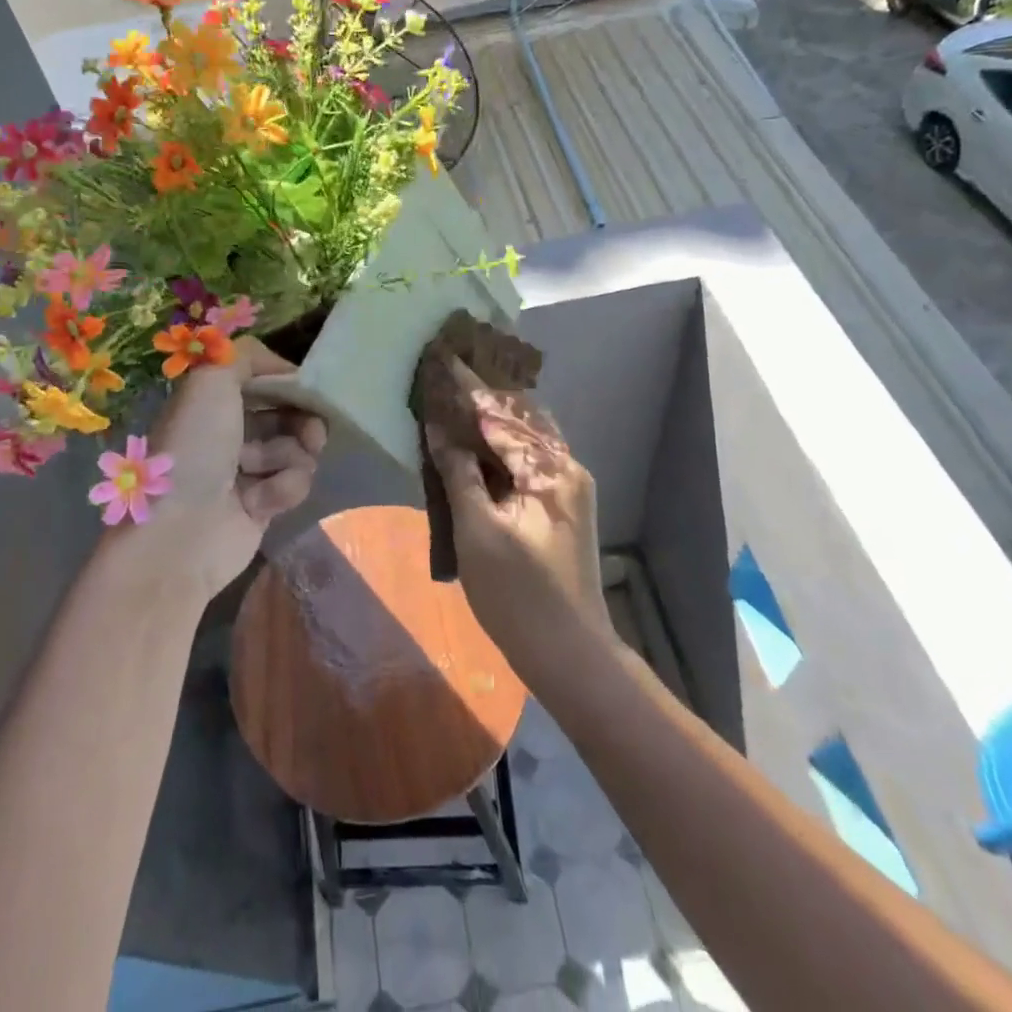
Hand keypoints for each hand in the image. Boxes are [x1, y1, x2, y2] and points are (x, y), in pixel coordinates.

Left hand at [142, 337, 326, 601]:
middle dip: (303, 420)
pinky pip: (295, 483)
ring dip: (290, 458)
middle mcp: (230, 430)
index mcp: (214, 400)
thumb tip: (282, 368)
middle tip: (312, 431)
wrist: (182, 530)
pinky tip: (261, 501)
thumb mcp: (212, 380)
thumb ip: (246, 355)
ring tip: (262, 472)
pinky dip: (284, 488)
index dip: (289, 382)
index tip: (308, 388)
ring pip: (298, 448)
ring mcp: (248, 469)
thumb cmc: (195, 447)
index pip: (265, 380)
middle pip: (289, 413)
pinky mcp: (264, 503)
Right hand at [424, 359, 610, 676]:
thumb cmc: (518, 595)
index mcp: (550, 469)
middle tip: (451, 372)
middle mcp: (566, 468)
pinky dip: (502, 446)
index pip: (502, 415)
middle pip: (521, 417)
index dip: (469, 387)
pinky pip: (528, 460)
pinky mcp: (561, 507)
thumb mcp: (478, 531)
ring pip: (526, 437)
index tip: (444, 356)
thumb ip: (459, 473)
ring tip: (459, 398)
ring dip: (494, 418)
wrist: (570, 654)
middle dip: (486, 394)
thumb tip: (440, 430)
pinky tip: (477, 445)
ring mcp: (568, 488)